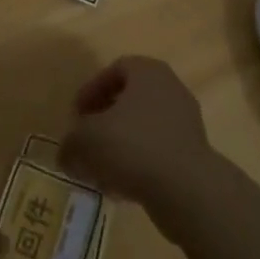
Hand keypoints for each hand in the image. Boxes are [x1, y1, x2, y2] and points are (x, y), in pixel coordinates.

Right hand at [61, 57, 219, 231]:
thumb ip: (71, 143)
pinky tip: (122, 187)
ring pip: (143, 126)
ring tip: (101, 170)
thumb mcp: (87, 140)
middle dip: (105, 119)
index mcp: (148, 71)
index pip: (115, 69)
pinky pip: (158, 150)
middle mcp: (170, 88)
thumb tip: (67, 153)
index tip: (76, 116)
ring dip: (120, 144)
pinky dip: (138, 163)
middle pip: (130, 98)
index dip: (91, 90)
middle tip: (87, 140)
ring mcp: (185, 120)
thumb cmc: (133, 147)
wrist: (187, 189)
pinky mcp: (192, 152)